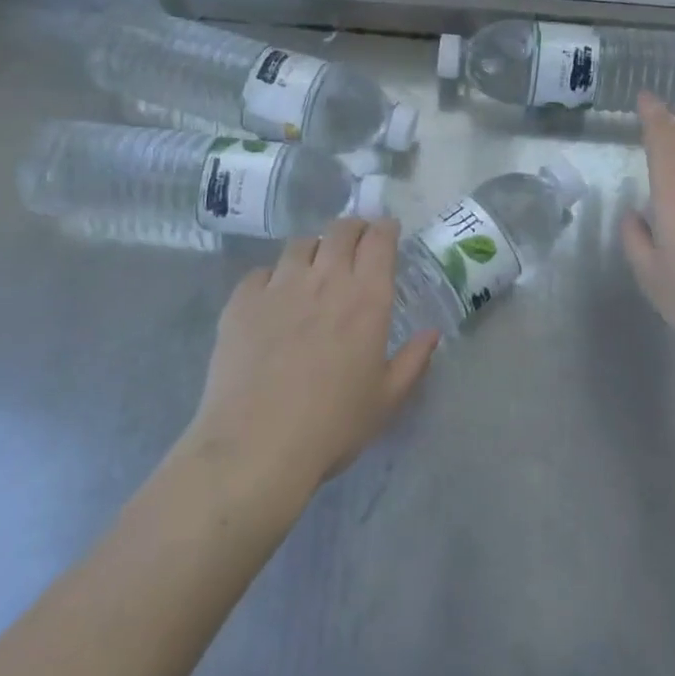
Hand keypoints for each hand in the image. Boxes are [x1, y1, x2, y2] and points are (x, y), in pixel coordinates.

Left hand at [188, 219, 438, 499]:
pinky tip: (272, 300)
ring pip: (300, 244)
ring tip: (313, 269)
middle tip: (355, 244)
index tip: (387, 232)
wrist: (256, 447)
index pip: (380, 239)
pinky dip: (272, 278)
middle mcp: (326, 279)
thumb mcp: (386, 399)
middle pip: (341, 230)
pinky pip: (261, 272)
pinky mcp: (242, 302)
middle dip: (353, 228)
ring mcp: (280, 286)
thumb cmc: (333, 425)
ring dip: (313, 250)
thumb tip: (432, 333)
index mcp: (367, 297)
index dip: (385, 228)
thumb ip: (413, 360)